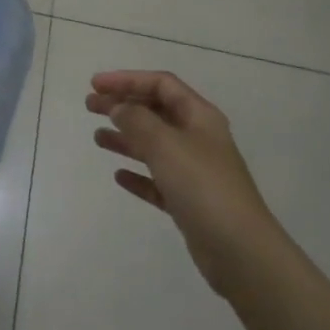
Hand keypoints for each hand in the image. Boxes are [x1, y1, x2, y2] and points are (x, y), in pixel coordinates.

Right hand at [87, 70, 285, 292]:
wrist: (240, 250)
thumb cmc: (202, 186)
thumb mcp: (165, 144)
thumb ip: (136, 120)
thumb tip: (117, 106)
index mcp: (199, 117)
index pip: (161, 84)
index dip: (127, 79)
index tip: (95, 85)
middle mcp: (198, 139)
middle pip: (156, 112)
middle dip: (122, 105)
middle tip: (89, 106)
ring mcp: (195, 171)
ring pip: (154, 145)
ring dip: (126, 137)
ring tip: (98, 138)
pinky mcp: (189, 202)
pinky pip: (158, 180)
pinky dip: (138, 175)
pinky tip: (119, 176)